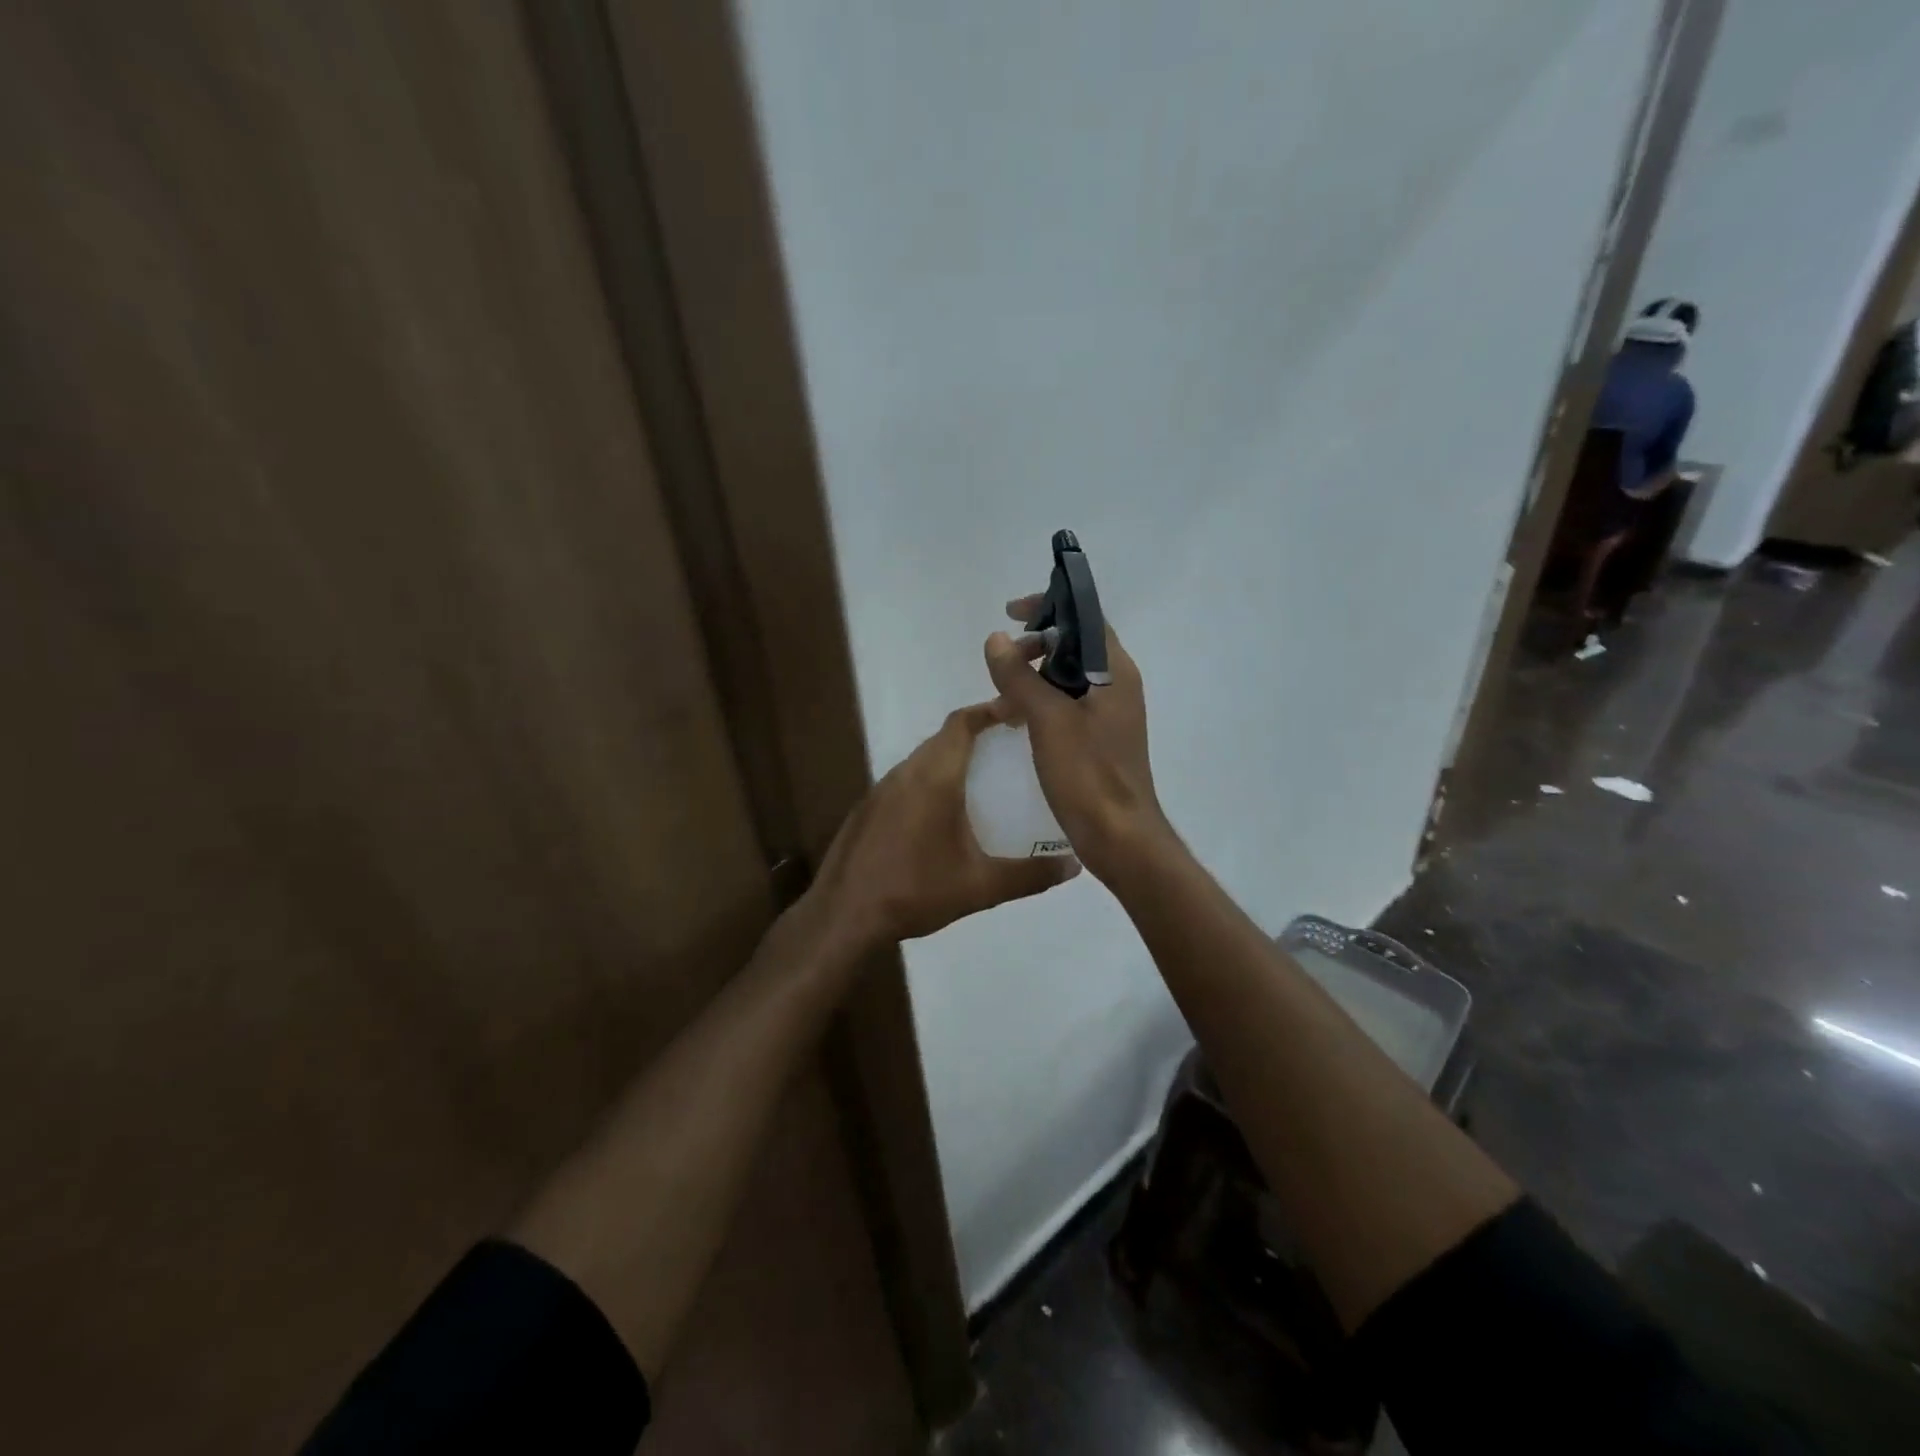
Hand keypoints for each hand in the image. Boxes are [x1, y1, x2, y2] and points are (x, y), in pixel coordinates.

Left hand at [810, 700, 1081, 949]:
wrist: (844, 916)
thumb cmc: (915, 891)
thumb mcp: (980, 886)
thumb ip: (1030, 875)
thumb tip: (1073, 866)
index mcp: (933, 777)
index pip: (962, 723)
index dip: (990, 711)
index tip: (1019, 712)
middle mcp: (904, 773)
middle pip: (943, 738)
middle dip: (976, 735)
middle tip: (1011, 749)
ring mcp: (880, 790)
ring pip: (921, 760)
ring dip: (950, 760)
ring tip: (983, 780)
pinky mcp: (867, 810)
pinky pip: (905, 781)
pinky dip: (929, 782)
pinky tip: (942, 815)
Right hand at [984, 596, 1172, 884]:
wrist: (1119, 837)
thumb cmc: (1088, 773)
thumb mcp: (1048, 719)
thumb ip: (1020, 676)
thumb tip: (997, 639)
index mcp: (1115, 673)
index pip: (1086, 619)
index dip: (1050, 607)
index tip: (1012, 613)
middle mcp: (1117, 688)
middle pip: (1075, 648)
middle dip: (1036, 646)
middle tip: (1004, 658)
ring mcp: (1108, 716)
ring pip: (1067, 680)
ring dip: (1034, 677)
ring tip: (1001, 694)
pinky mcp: (1097, 741)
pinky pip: (1065, 707)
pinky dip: (1039, 704)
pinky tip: (1014, 721)